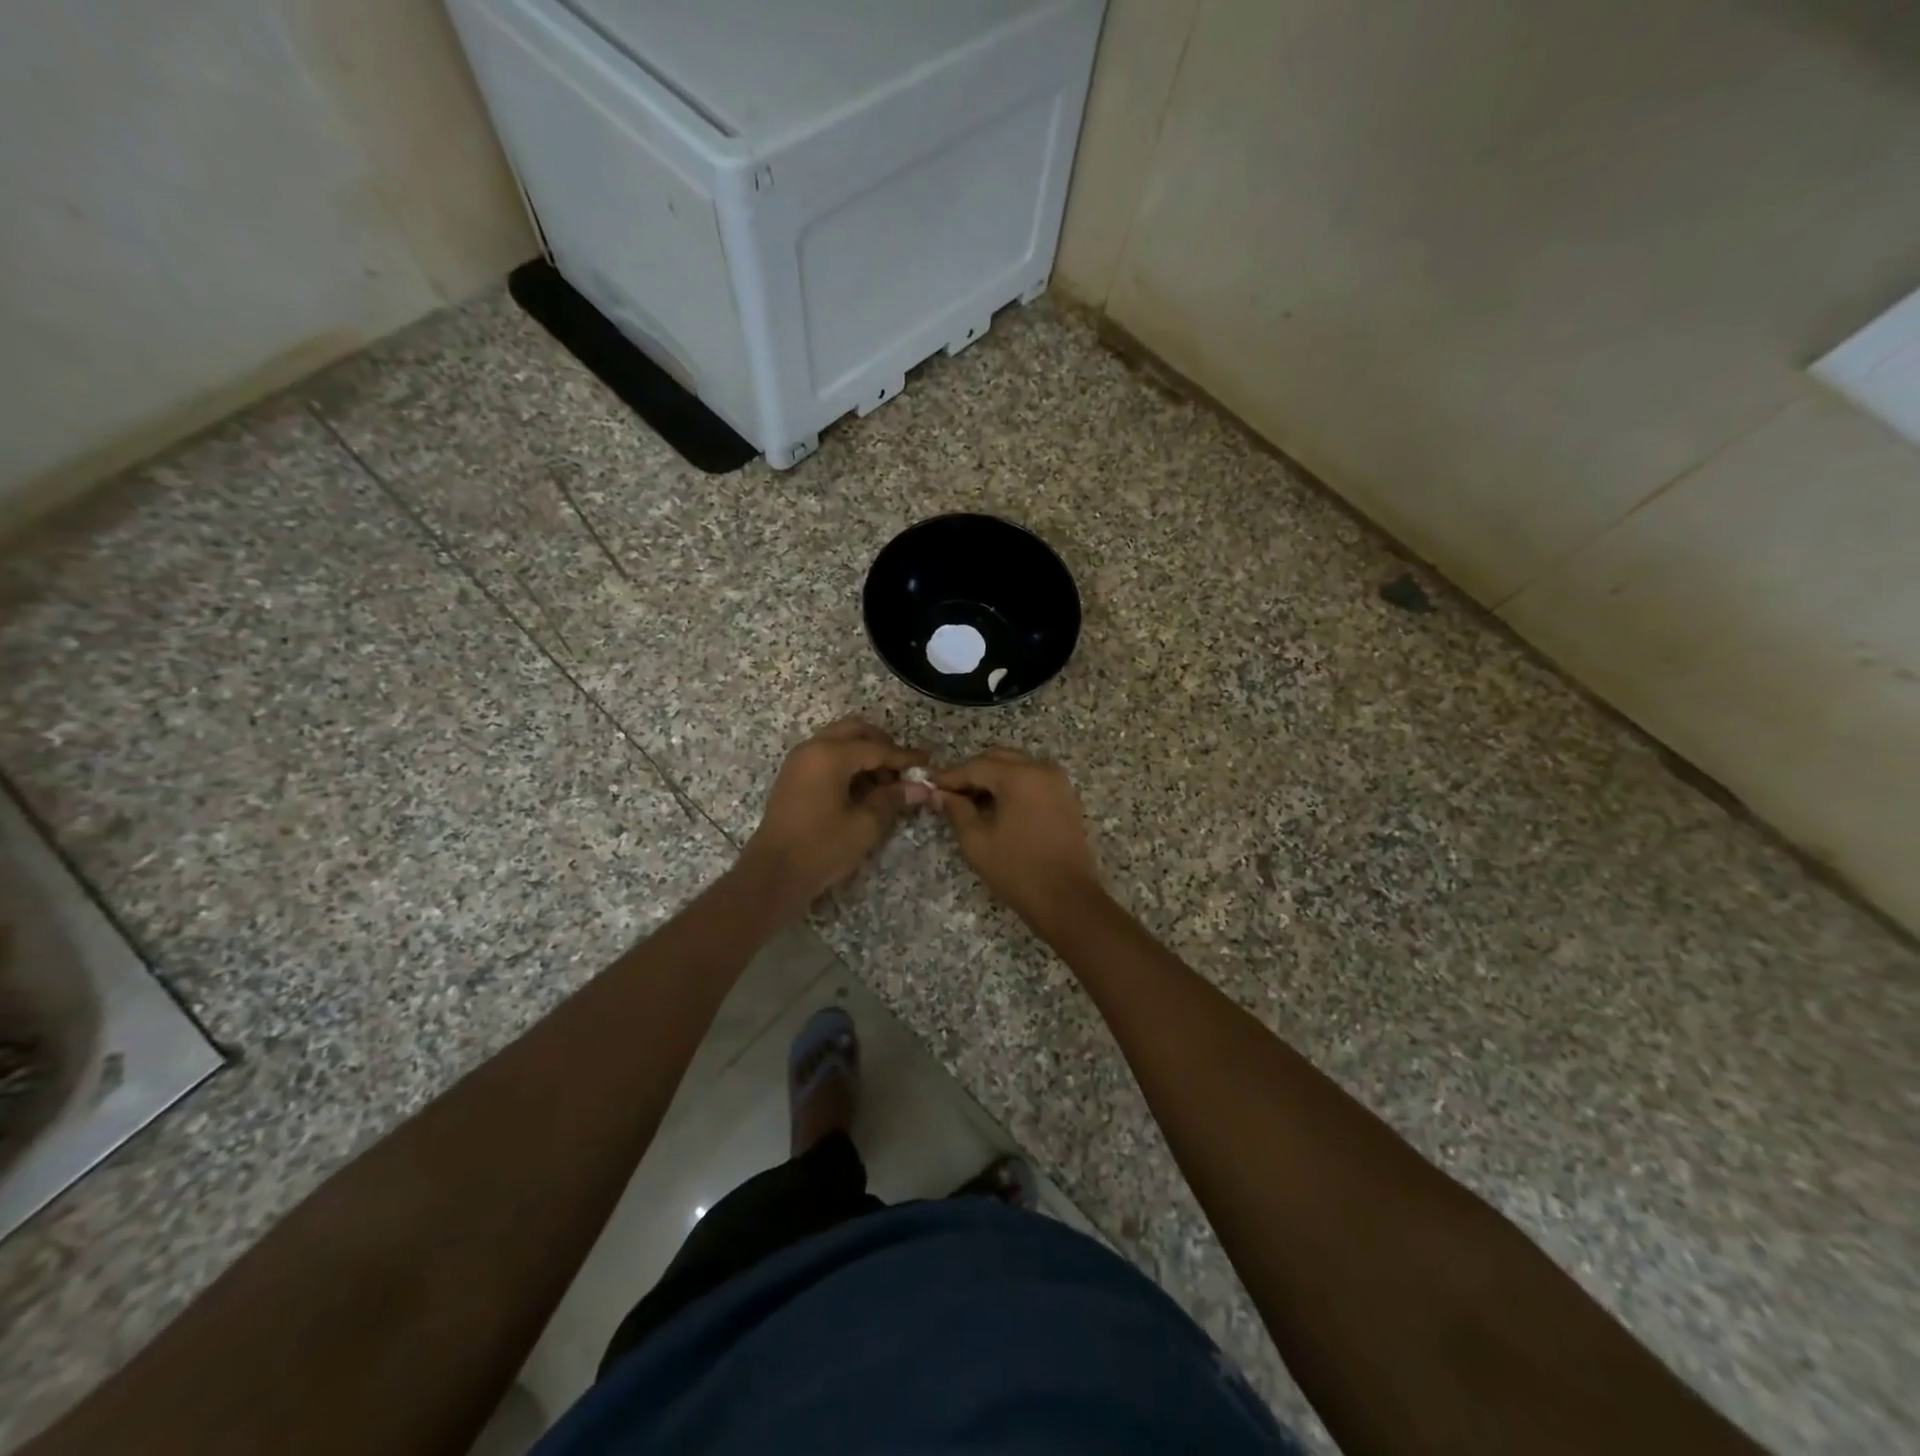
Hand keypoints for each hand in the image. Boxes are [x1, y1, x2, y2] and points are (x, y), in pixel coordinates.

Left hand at [741, 718, 930, 912]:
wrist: (773, 874)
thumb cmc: (821, 848)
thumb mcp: (865, 826)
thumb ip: (893, 800)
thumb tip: (920, 787)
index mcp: (830, 756)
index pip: (877, 748)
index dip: (904, 756)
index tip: (927, 762)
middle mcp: (813, 748)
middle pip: (855, 731)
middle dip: (882, 745)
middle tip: (902, 769)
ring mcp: (799, 760)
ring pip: (839, 741)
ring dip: (864, 753)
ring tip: (884, 784)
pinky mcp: (793, 776)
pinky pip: (826, 755)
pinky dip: (847, 763)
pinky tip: (862, 789)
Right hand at [934, 749, 1104, 931]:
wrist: (1067, 899)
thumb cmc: (1018, 871)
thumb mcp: (977, 842)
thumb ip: (956, 811)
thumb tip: (940, 794)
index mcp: (1020, 777)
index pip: (976, 766)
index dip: (950, 776)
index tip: (929, 785)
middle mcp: (1042, 769)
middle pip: (998, 759)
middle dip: (971, 773)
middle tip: (948, 793)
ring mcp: (1058, 781)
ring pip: (1016, 766)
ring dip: (992, 778)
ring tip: (969, 800)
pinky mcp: (1066, 796)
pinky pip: (1032, 779)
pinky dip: (1011, 785)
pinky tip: (995, 806)